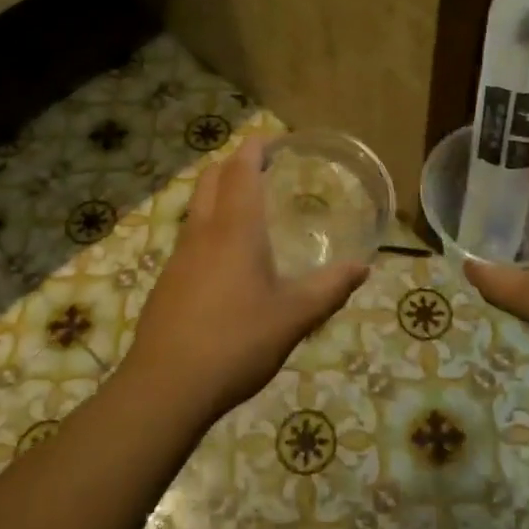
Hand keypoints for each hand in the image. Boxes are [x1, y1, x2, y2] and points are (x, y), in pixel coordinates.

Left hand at [123, 136, 368, 422]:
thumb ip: (329, 288)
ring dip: (219, 193)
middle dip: (235, 163)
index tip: (275, 140)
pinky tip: (228, 259)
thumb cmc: (236, 342)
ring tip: (250, 209)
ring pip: (197, 205)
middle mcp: (203, 231)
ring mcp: (179, 255)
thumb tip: (362, 267)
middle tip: (265, 168)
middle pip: (211, 177)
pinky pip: (190, 235)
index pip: (241, 168)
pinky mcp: (168, 280)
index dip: (256, 147)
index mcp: (235, 228)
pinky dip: (210, 225)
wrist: (166, 387)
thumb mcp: (294, 317)